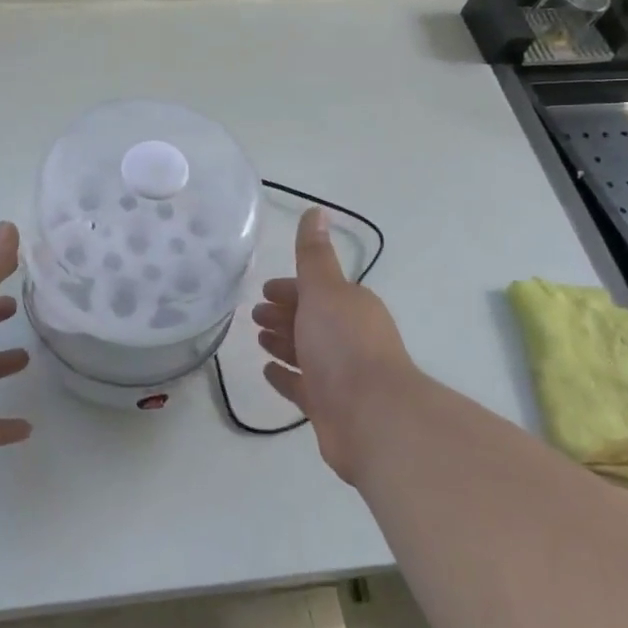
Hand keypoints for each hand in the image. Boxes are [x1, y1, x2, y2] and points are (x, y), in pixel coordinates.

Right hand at [253, 207, 417, 484]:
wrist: (372, 418)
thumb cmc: (344, 345)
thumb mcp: (324, 290)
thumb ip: (314, 255)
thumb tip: (316, 210)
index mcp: (350, 307)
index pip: (315, 290)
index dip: (290, 288)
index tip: (264, 290)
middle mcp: (348, 338)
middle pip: (311, 320)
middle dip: (284, 313)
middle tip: (254, 314)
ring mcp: (340, 375)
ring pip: (306, 352)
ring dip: (283, 343)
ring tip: (258, 339)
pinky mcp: (329, 407)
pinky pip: (301, 386)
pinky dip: (285, 376)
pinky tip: (267, 371)